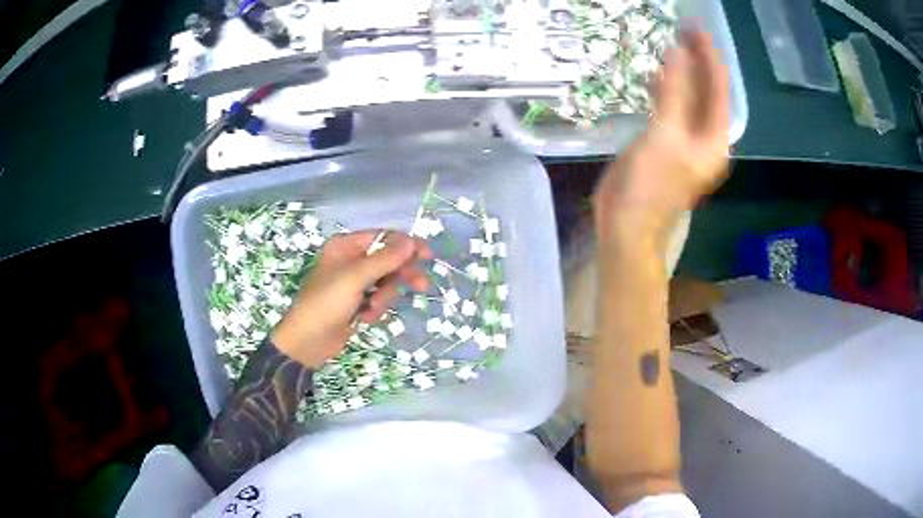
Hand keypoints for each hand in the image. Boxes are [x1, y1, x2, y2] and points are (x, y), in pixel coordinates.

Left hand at [272, 231, 431, 368]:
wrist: (308, 341)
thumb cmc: (327, 303)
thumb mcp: (356, 278)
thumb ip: (385, 259)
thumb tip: (411, 241)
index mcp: (346, 246)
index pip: (383, 237)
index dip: (406, 245)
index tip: (427, 256)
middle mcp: (350, 260)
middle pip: (388, 260)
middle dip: (400, 276)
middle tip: (421, 286)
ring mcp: (354, 282)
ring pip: (386, 282)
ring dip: (384, 297)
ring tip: (372, 309)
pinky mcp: (357, 302)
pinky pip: (378, 298)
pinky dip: (376, 308)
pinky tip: (365, 318)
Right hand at [594, 28, 729, 252]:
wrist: (627, 223)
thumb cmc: (650, 184)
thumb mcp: (666, 135)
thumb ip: (675, 92)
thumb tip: (678, 52)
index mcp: (713, 139)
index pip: (718, 90)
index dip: (709, 58)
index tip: (697, 29)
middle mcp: (704, 137)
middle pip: (705, 91)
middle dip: (696, 61)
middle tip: (682, 29)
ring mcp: (684, 139)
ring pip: (687, 97)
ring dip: (681, 72)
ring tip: (669, 43)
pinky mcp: (665, 140)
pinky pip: (670, 107)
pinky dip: (664, 89)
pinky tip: (654, 75)